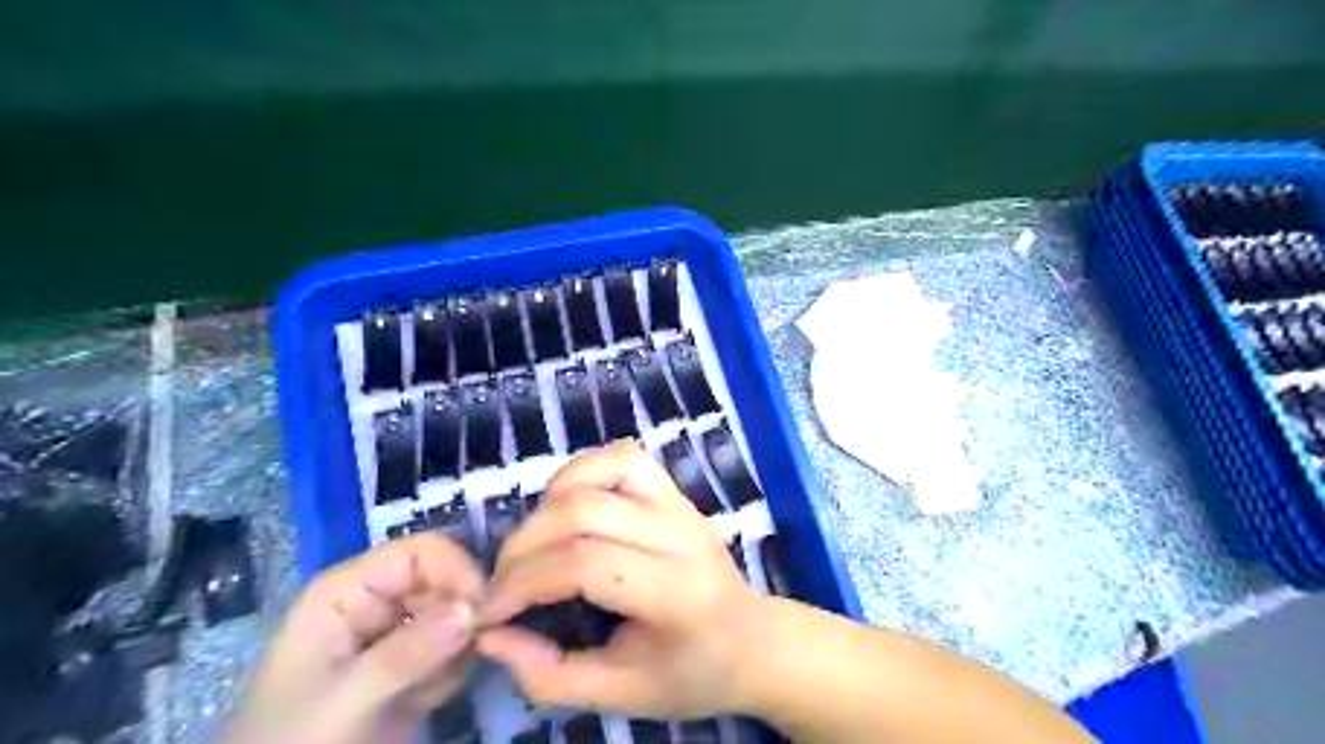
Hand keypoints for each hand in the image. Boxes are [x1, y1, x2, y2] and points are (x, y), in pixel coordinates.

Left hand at [220, 535, 485, 743]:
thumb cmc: (293, 742)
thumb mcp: (346, 698)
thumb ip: (409, 652)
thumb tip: (474, 609)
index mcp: (349, 589)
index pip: (420, 552)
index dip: (457, 570)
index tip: (484, 610)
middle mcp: (376, 601)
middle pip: (444, 579)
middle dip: (465, 612)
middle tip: (476, 650)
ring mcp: (394, 634)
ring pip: (455, 614)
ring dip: (459, 648)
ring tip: (432, 689)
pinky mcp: (410, 665)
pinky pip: (453, 648)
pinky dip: (454, 671)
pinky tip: (427, 699)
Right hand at [476, 442, 765, 718]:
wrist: (752, 640)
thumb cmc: (691, 673)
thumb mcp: (621, 695)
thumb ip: (551, 674)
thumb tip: (490, 636)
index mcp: (677, 593)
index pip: (586, 564)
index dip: (525, 583)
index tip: (490, 612)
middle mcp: (682, 534)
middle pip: (586, 511)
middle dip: (526, 545)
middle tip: (502, 581)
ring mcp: (681, 504)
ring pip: (607, 467)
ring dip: (552, 499)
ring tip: (534, 542)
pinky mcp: (676, 491)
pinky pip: (625, 458)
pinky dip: (583, 471)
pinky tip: (565, 506)